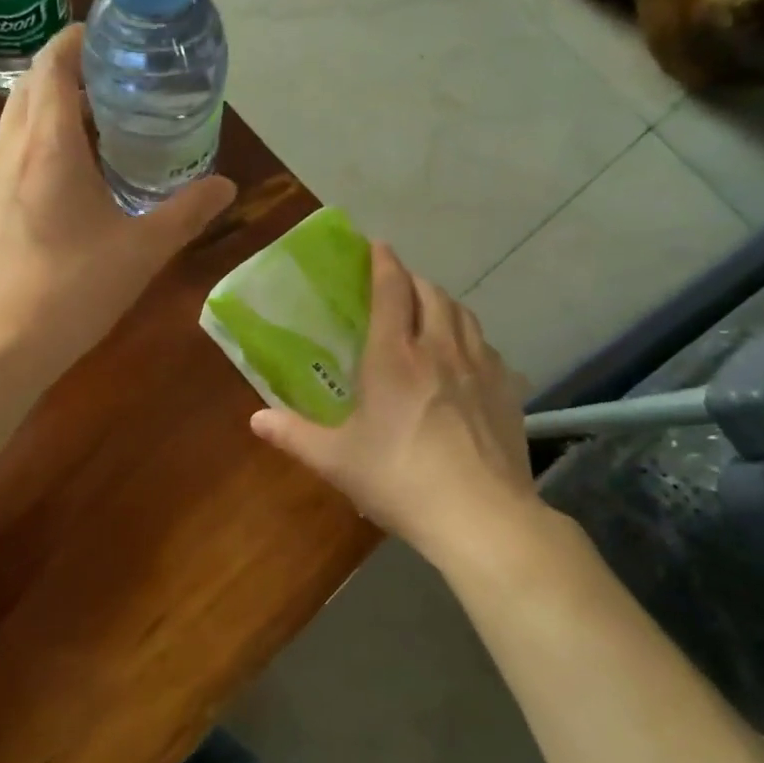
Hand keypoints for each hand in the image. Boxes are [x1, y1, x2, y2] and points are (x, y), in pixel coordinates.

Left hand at [0, 24, 235, 387]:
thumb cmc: (72, 290)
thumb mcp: (141, 251)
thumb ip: (186, 213)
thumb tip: (227, 186)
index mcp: (48, 144)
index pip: (52, 65)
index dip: (75, 41)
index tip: (105, 39)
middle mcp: (8, 151)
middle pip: (29, 88)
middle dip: (64, 73)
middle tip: (109, 86)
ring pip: (14, 124)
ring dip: (47, 113)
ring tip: (91, 132)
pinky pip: (6, 159)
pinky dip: (33, 148)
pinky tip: (60, 186)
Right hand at [248, 242, 544, 561]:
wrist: (481, 516)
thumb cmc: (400, 480)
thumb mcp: (337, 460)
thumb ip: (294, 435)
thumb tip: (256, 419)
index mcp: (395, 358)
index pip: (391, 292)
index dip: (383, 263)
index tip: (377, 246)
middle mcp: (440, 350)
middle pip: (431, 294)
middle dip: (413, 280)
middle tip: (397, 284)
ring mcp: (480, 368)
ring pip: (464, 315)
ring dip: (444, 303)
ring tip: (431, 310)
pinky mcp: (508, 391)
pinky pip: (488, 348)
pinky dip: (472, 339)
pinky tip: (467, 358)